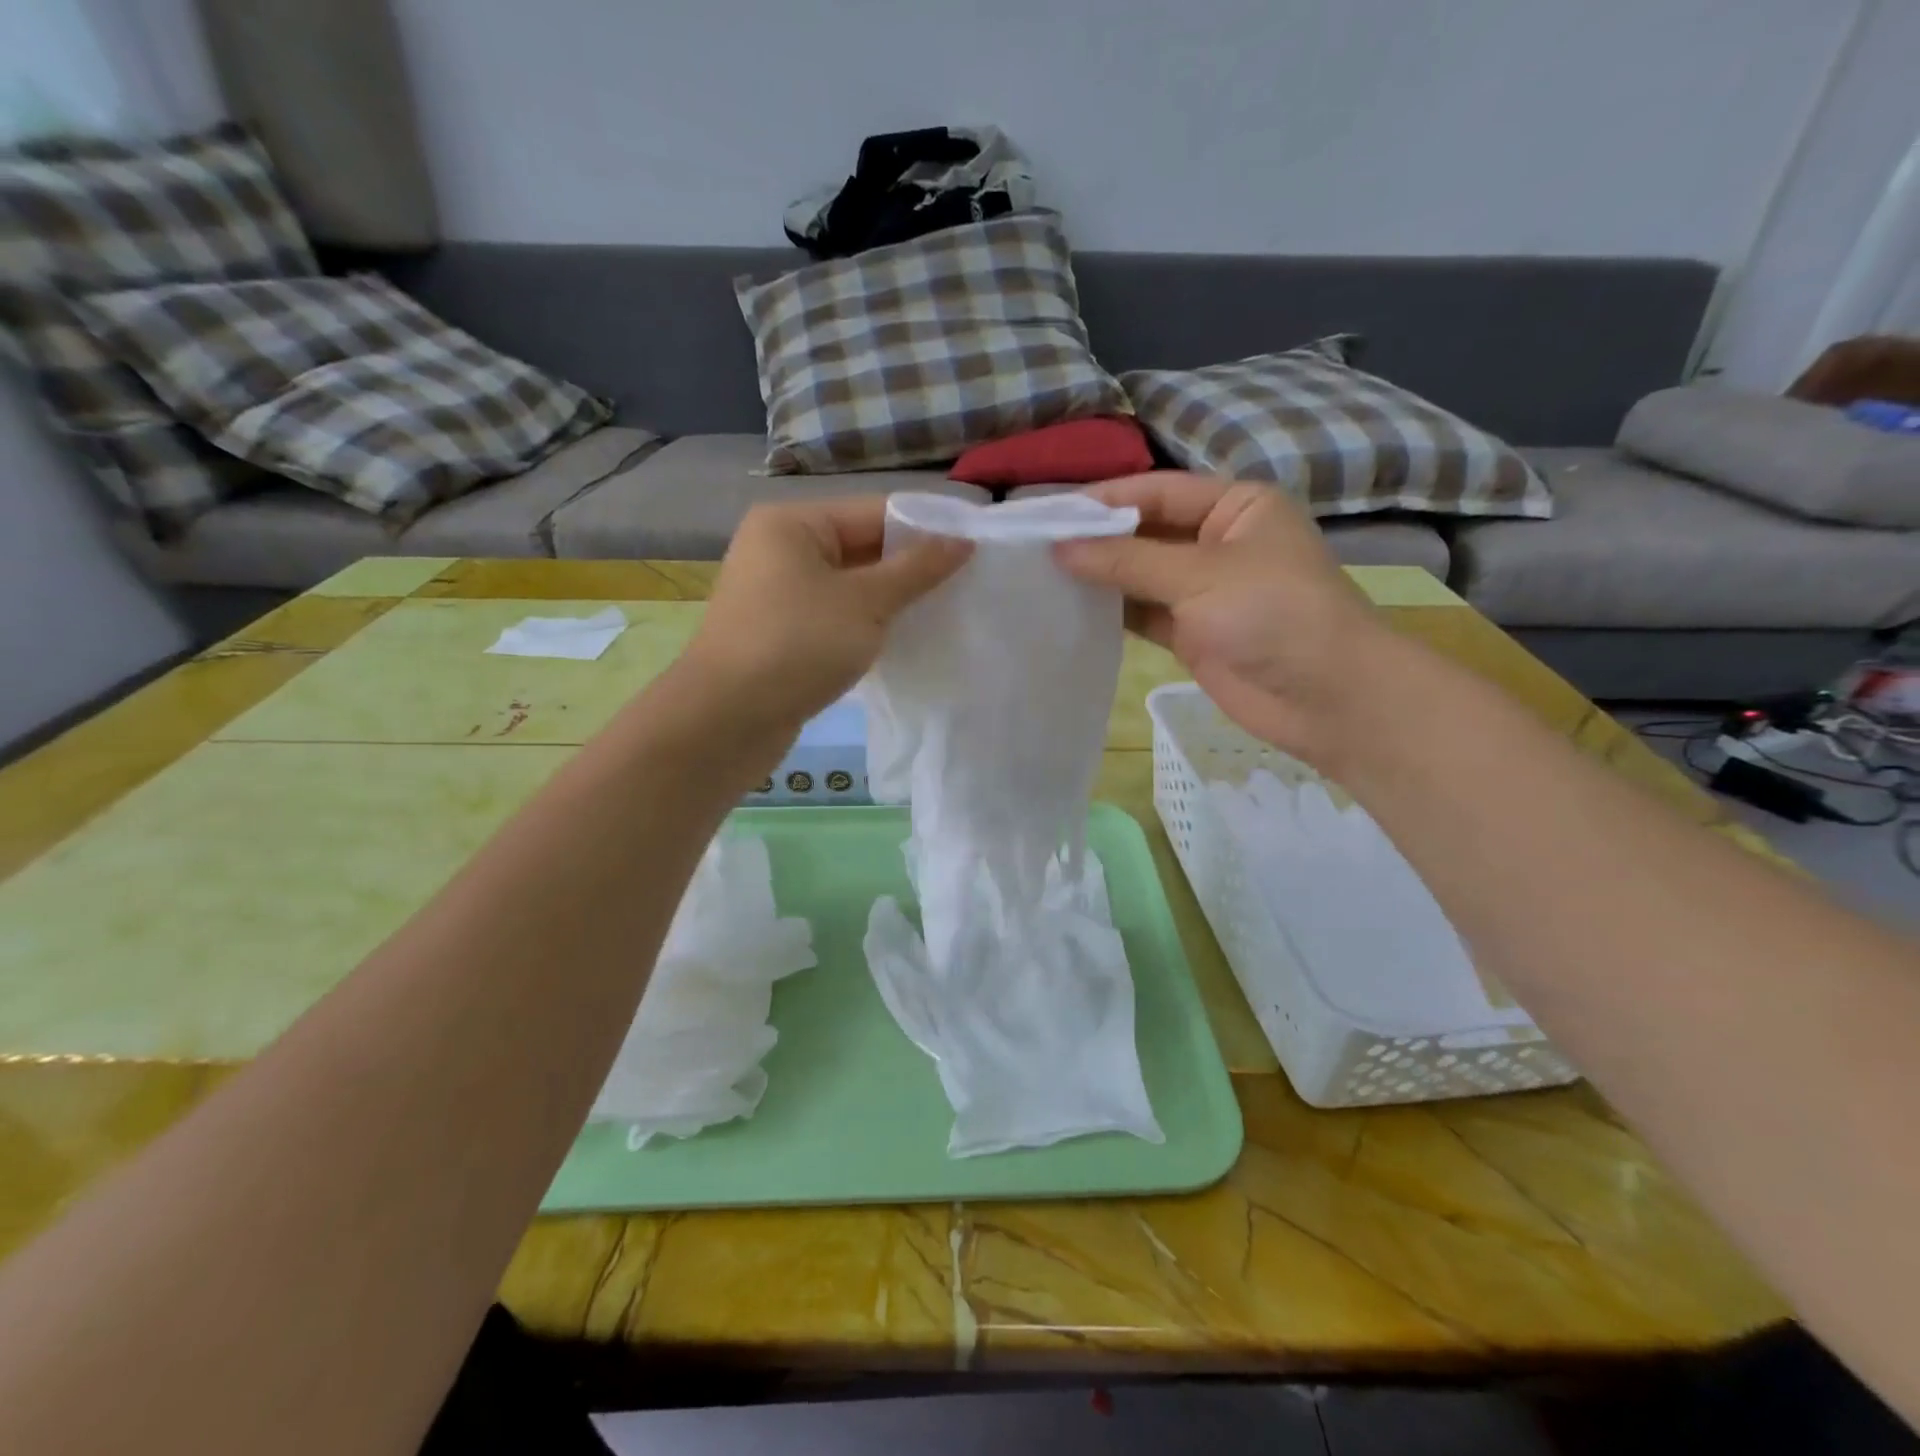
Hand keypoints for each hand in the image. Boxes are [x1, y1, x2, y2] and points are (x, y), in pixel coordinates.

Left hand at [681, 496, 971, 733]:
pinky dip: (867, 626)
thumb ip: (916, 570)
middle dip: (911, 568)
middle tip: (967, 586)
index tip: (975, 550)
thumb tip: (961, 541)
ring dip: (892, 600)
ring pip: (850, 587)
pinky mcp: (781, 635)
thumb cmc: (797, 644)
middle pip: (861, 547)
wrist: (726, 720)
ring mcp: (777, 595)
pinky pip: (835, 617)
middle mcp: (780, 550)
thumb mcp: (865, 603)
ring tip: (944, 613)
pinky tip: (903, 641)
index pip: (874, 512)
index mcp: (793, 524)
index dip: (926, 530)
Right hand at [1054, 472, 1391, 766]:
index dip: (1104, 502)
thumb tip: (1060, 547)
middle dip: (1096, 540)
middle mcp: (1217, 542)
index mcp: (1236, 507)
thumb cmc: (1274, 614)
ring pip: (1139, 575)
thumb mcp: (1201, 575)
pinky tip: (1070, 608)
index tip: (1047, 514)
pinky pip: (1142, 613)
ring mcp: (1203, 591)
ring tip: (1040, 575)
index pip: (1157, 492)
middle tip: (1034, 547)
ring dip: (1099, 577)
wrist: (1326, 698)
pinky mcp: (1191, 633)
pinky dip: (1111, 611)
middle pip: (1145, 532)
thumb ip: (1128, 561)